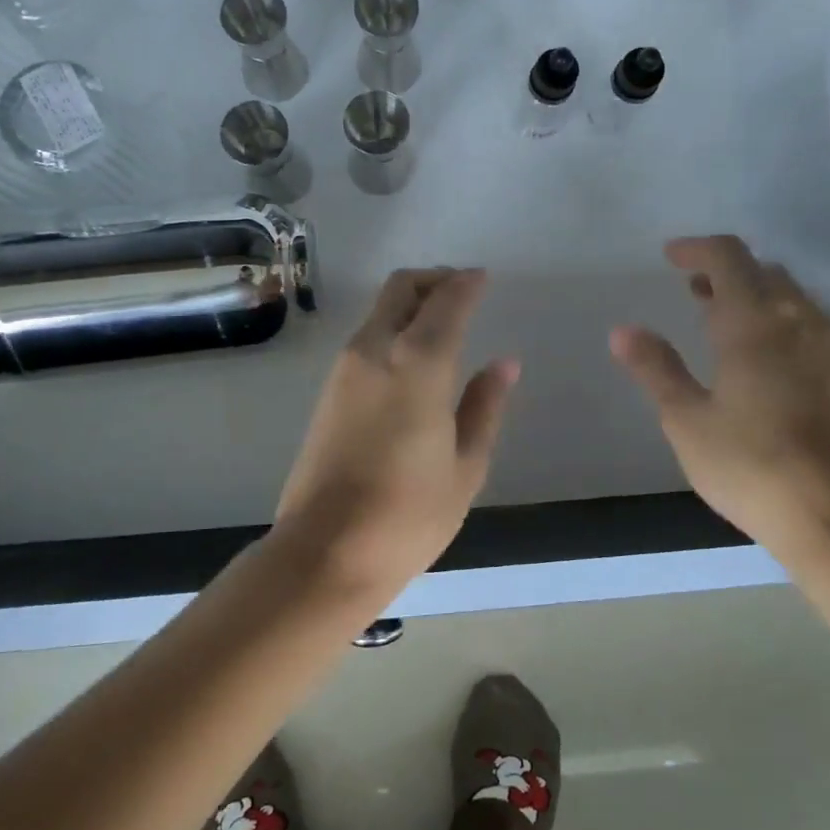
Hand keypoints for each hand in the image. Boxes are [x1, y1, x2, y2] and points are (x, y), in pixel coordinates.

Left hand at [274, 268, 518, 596]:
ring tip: (444, 323)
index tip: (484, 278)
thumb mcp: (466, 465)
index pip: (446, 301)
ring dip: (411, 303)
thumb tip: (504, 363)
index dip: (467, 284)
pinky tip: (415, 357)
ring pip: (380, 310)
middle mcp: (375, 351)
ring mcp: (345, 369)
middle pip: (401, 288)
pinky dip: (393, 327)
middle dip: (434, 280)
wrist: (325, 551)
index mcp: (417, 363)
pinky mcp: (328, 391)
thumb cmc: (409, 514)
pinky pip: (367, 337)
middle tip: (463, 290)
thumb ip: (485, 406)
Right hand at [610, 236, 829, 550]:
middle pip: (761, 271)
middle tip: (690, 289)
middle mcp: (796, 321)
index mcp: (753, 322)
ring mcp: (825, 347)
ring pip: (787, 296)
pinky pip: (803, 322)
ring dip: (750, 293)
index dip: (696, 249)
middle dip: (723, 271)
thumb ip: (656, 368)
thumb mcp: (686, 418)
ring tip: (716, 317)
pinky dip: (773, 317)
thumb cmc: (748, 463)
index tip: (669, 257)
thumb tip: (623, 331)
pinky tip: (755, 353)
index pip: (728, 258)